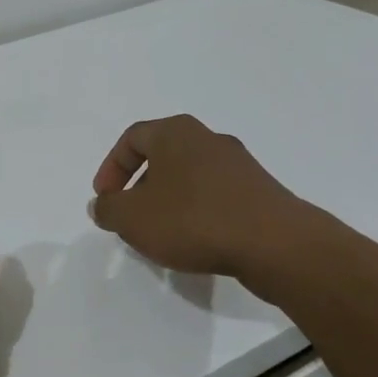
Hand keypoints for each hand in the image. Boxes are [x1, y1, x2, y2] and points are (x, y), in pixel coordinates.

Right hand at [90, 115, 316, 285]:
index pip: (132, 139)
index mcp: (175, 132)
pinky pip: (216, 196)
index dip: (111, 168)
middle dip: (140, 187)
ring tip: (161, 234)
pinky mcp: (260, 191)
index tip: (105, 199)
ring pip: (190, 177)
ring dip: (169, 201)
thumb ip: (108, 209)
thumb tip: (102, 205)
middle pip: (162, 156)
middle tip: (130, 216)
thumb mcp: (133, 218)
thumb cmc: (193, 219)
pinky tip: (196, 242)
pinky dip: (198, 213)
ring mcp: (239, 164)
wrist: (275, 244)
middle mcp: (208, 138)